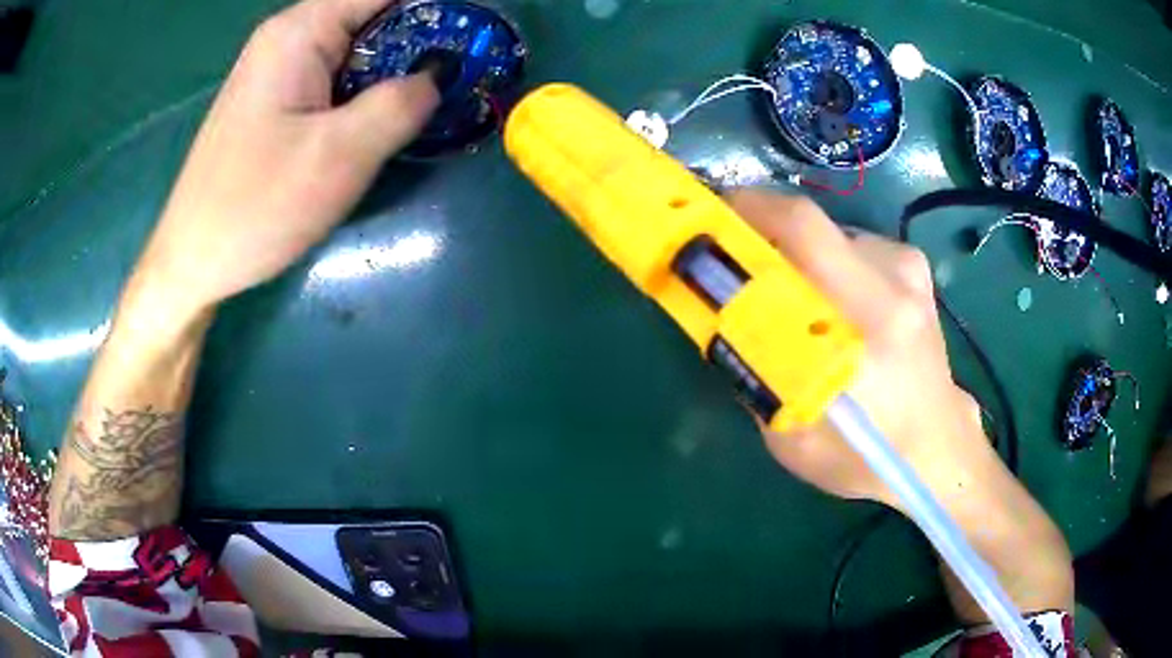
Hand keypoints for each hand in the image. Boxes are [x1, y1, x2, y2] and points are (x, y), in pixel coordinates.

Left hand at [135, 0, 438, 311]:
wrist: (191, 261)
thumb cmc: (254, 207)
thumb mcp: (339, 155)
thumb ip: (400, 104)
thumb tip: (438, 75)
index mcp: (300, 31)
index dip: (436, 6)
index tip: (473, 30)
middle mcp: (289, 37)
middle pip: (373, 14)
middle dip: (422, 36)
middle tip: (463, 72)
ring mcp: (279, 69)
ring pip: (357, 46)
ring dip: (397, 65)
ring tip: (433, 96)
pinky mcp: (276, 100)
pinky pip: (336, 76)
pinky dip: (369, 88)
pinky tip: (384, 119)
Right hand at [728, 190, 1071, 620]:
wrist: (937, 449)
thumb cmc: (864, 456)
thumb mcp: (791, 434)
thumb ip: (757, 367)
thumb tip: (722, 312)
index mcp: (864, 323)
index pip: (801, 229)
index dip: (748, 210)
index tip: (711, 219)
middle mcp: (892, 281)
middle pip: (810, 222)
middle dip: (763, 232)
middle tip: (739, 263)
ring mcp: (908, 269)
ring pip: (830, 236)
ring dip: (799, 256)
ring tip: (795, 301)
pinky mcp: (915, 269)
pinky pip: (854, 248)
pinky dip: (830, 265)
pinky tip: (837, 308)